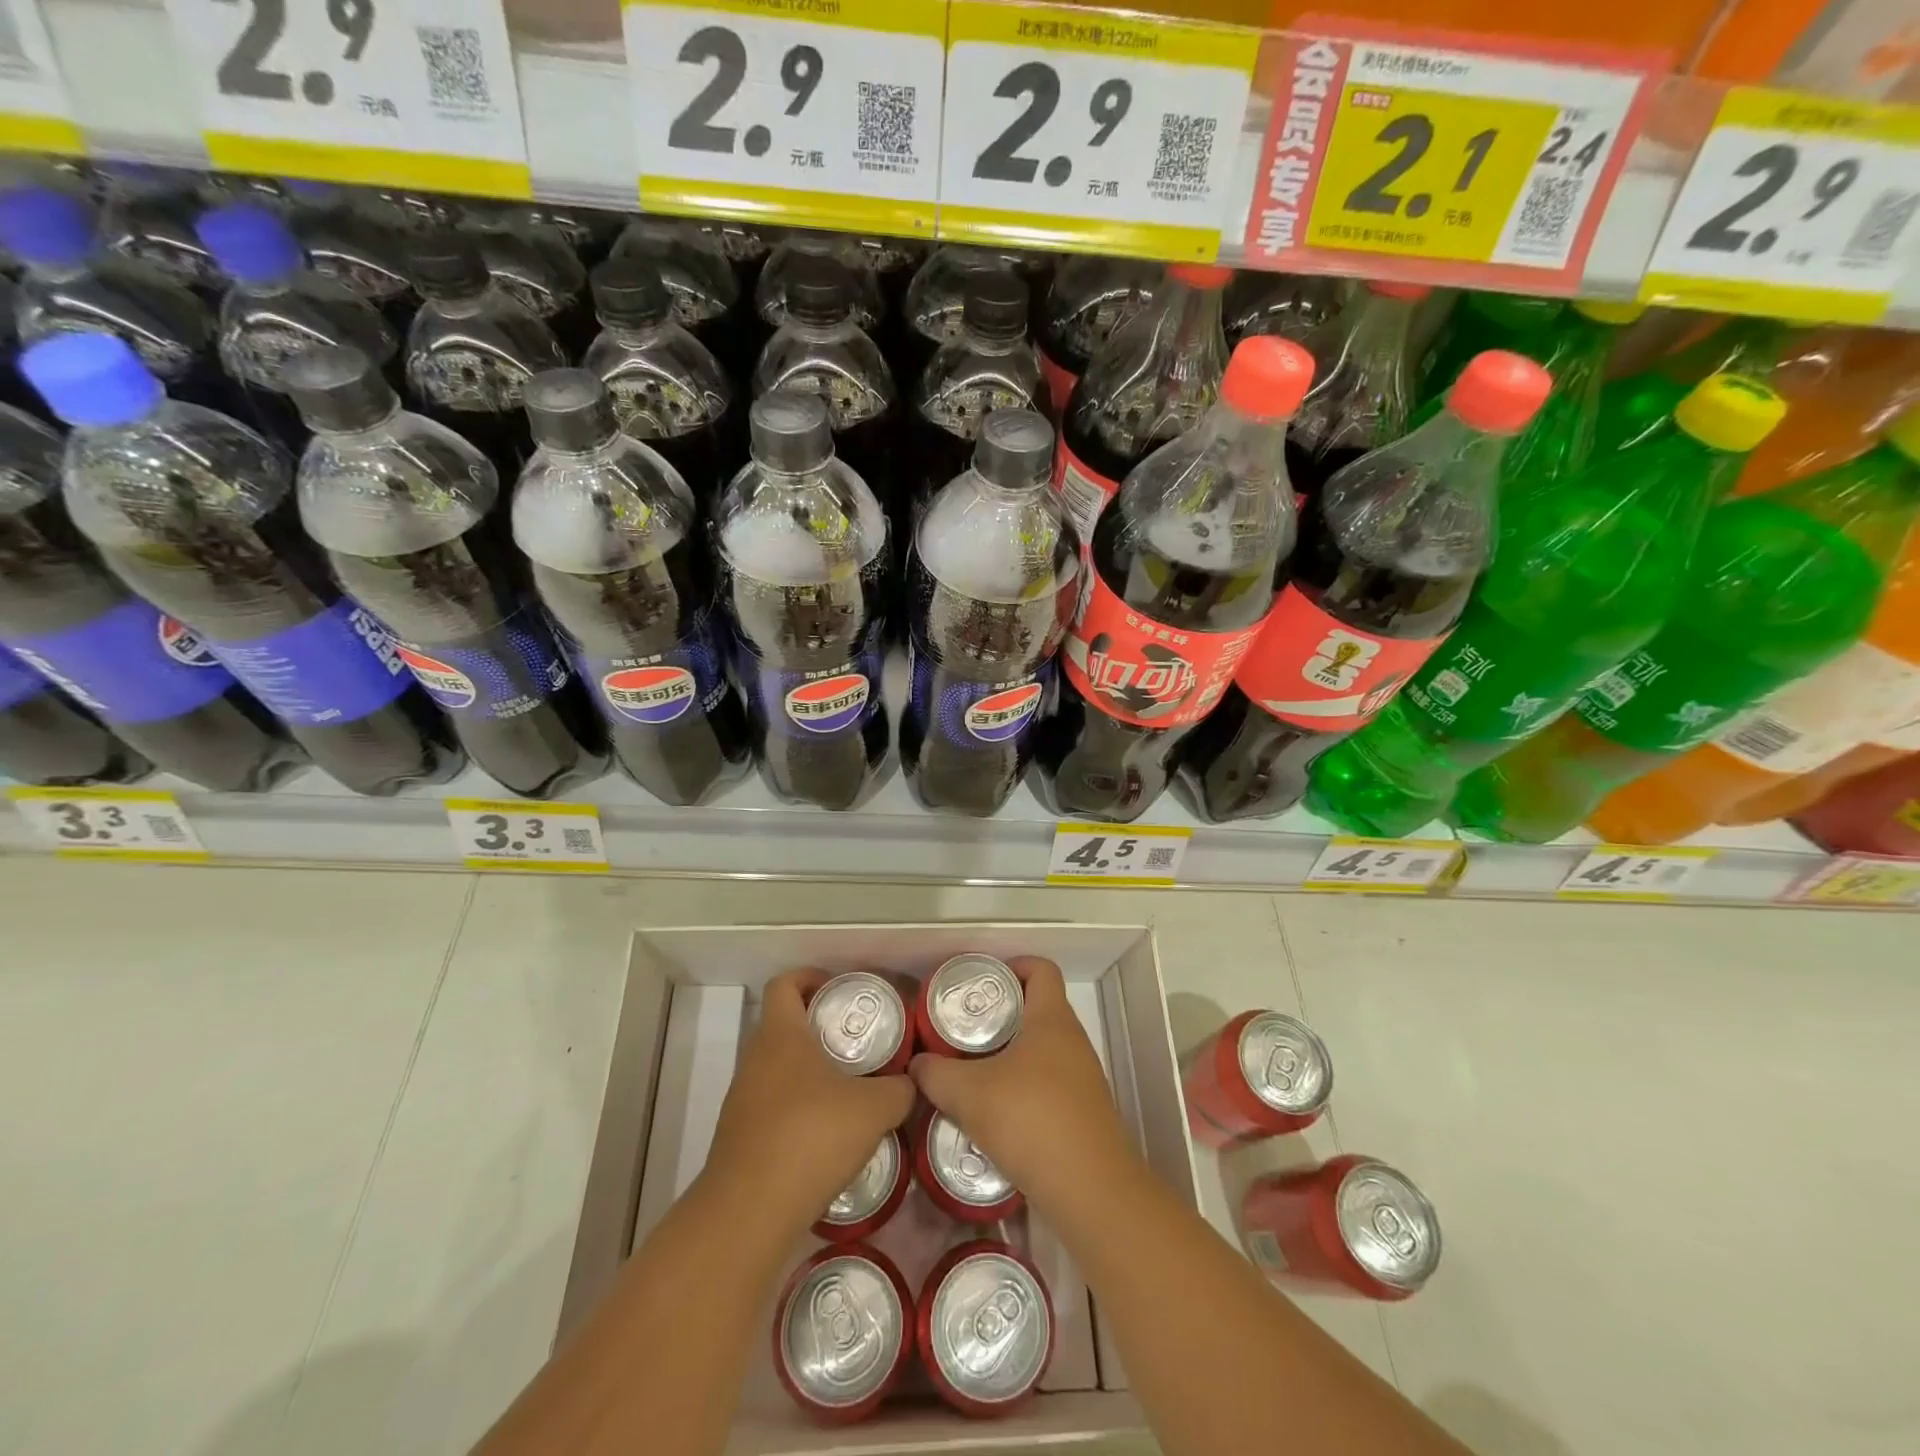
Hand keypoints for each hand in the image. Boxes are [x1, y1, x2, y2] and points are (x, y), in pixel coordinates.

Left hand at [702, 969, 915, 1235]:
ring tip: (850, 1088)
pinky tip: (829, 1132)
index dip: (810, 977)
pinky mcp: (740, 1136)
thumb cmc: (811, 1138)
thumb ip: (901, 1089)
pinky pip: (773, 1104)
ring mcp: (743, 1099)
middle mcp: (755, 1059)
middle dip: (819, 1026)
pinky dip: (799, 1106)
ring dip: (809, 1070)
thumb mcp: (875, 1109)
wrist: (749, 1213)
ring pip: (778, 1067)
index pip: (785, 983)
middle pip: (783, 1025)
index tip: (839, 990)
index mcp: (781, 1035)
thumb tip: (914, 1081)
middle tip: (858, 1041)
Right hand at [909, 956, 1137, 1213]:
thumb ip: (936, 1074)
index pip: (1041, 969)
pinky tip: (995, 1113)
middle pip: (1038, 1009)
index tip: (982, 984)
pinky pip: (1049, 1084)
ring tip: (973, 1072)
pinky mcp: (1083, 1113)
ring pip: (1042, 1050)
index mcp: (1052, 1020)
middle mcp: (1073, 1041)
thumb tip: (917, 1065)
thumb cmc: (1031, 1120)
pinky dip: (1023, 1088)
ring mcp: (1082, 1079)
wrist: (1090, 1191)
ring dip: (1010, 1055)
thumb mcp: (968, 1093)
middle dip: (1001, 1015)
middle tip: (964, 1030)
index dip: (1013, 966)